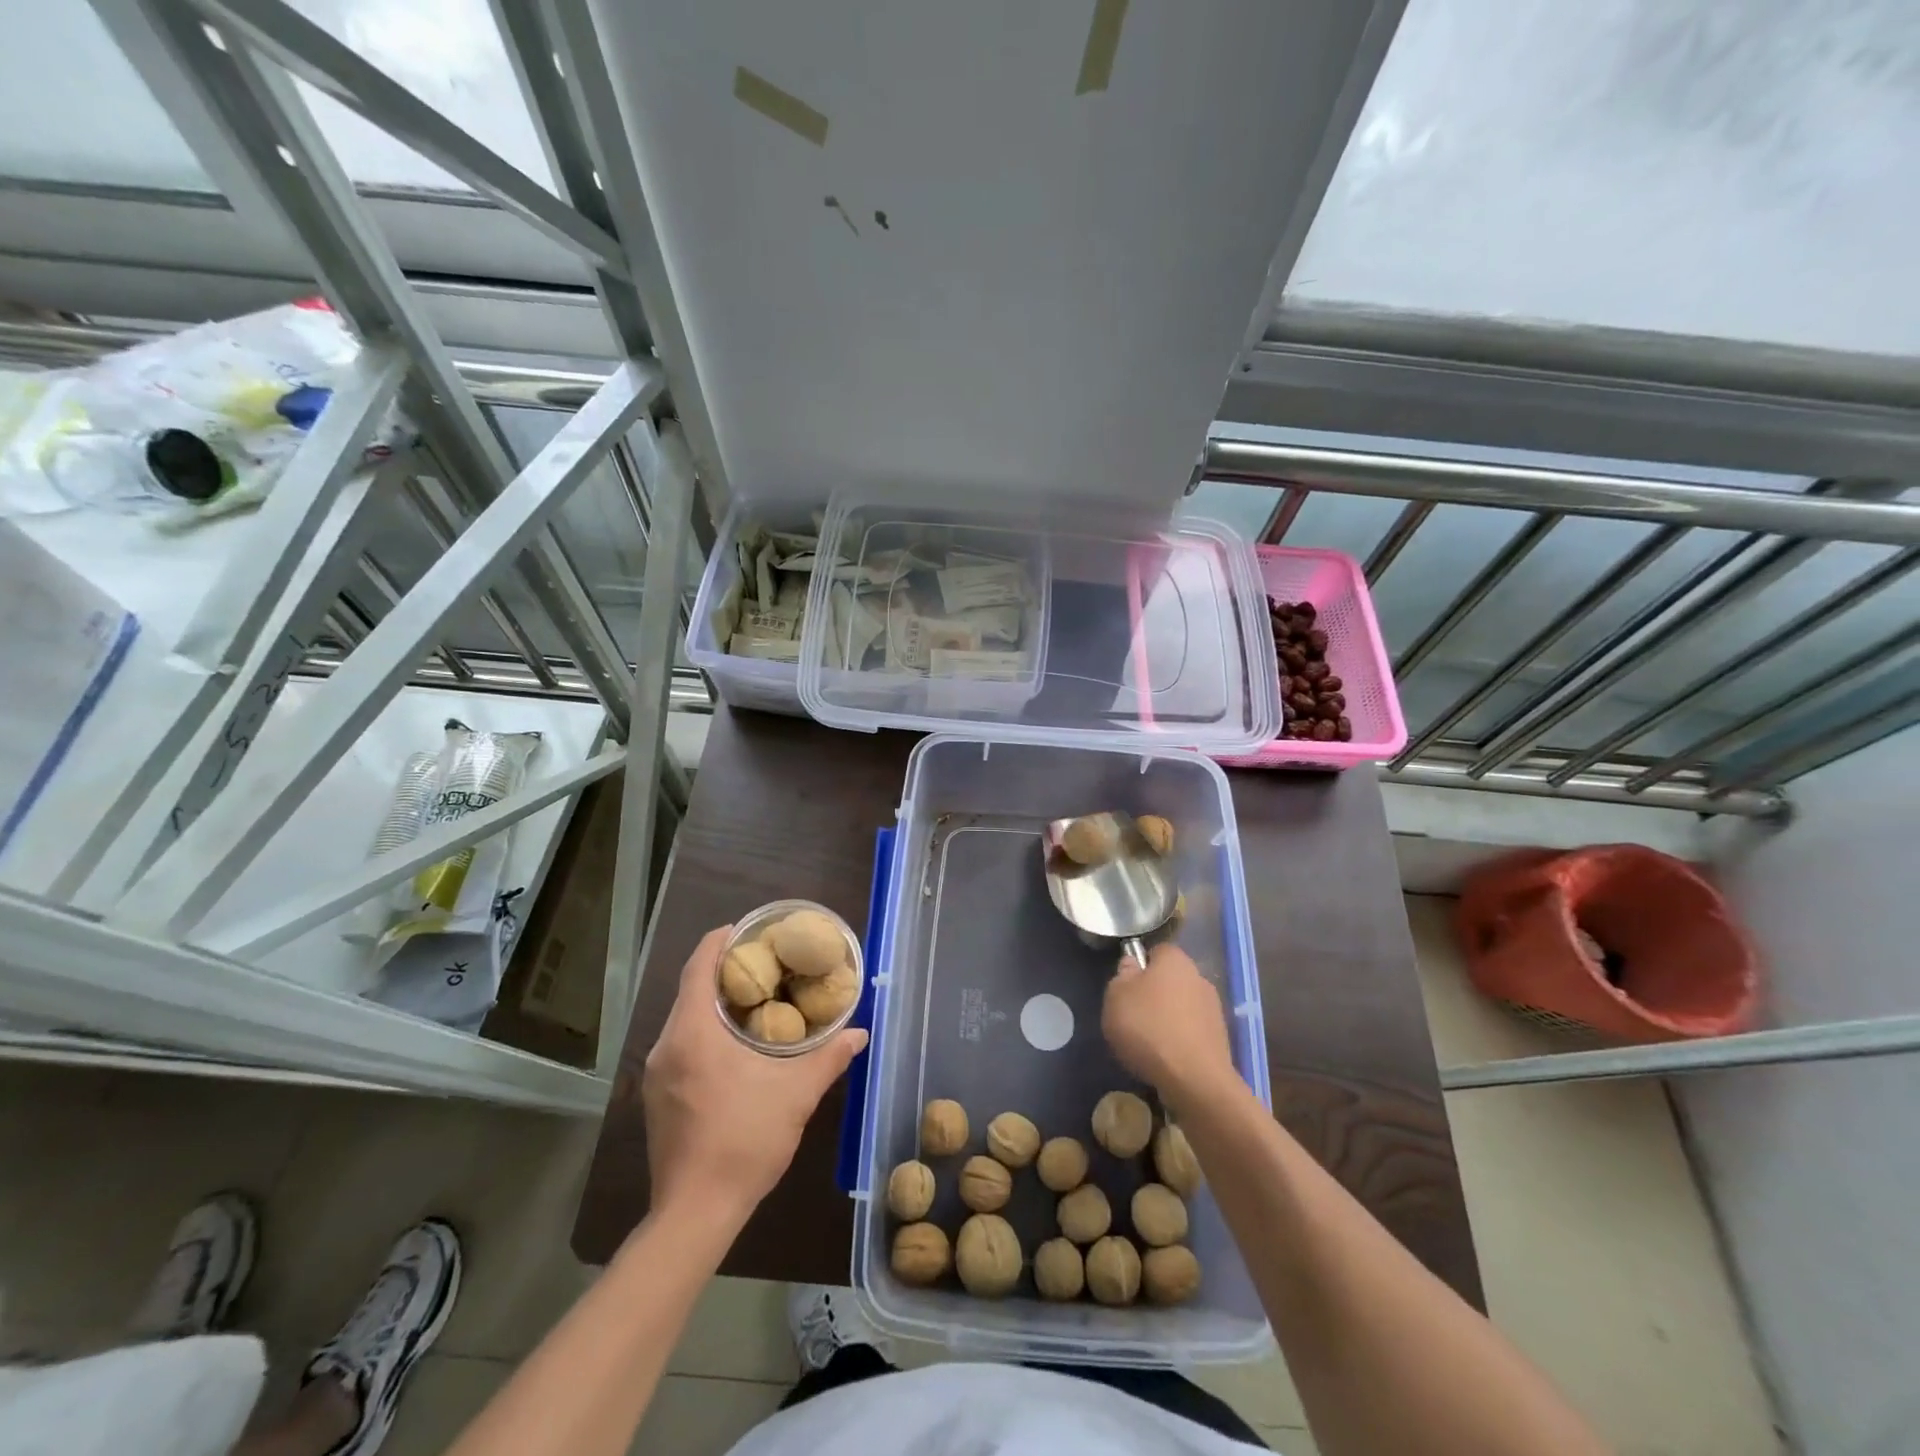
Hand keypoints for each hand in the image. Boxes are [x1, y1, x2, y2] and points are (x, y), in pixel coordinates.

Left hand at [644, 926, 867, 1226]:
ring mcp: (656, 1074)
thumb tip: (859, 1033)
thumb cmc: (744, 1141)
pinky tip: (736, 1047)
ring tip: (756, 1000)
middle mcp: (666, 1046)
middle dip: (723, 972)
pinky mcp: (657, 1098)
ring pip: (685, 1020)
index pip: (698, 967)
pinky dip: (706, 1032)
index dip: (719, 941)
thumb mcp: (796, 1094)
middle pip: (691, 990)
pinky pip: (681, 1046)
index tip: (745, 930)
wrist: (695, 1213)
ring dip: (715, 1004)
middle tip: (764, 963)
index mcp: (693, 1033)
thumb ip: (829, 1057)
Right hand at [1103, 943, 1235, 1106]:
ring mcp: (1214, 1010)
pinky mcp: (1220, 1040)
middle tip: (1132, 1016)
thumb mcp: (1116, 996)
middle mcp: (1199, 978)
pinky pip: (1192, 1032)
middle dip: (1154, 994)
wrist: (1195, 1080)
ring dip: (1168, 1019)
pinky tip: (1166, 1059)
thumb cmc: (1148, 1028)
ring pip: (1182, 1007)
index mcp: (1175, 959)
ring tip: (1148, 1043)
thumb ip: (1121, 976)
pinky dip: (1179, 1041)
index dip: (1139, 966)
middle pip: (1170, 980)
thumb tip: (1132, 966)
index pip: (1156, 951)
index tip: (1125, 987)